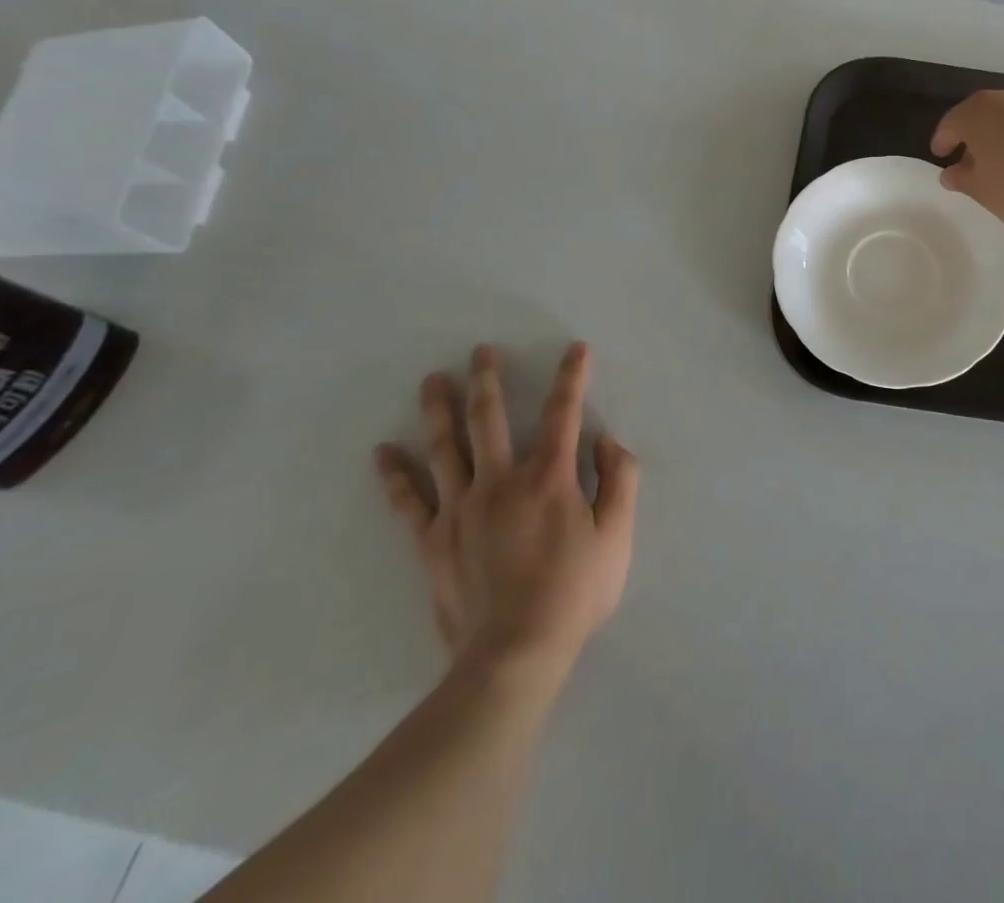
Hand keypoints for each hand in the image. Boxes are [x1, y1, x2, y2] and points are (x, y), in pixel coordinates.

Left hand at [374, 342, 637, 673]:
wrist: (515, 655)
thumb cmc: (575, 593)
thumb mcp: (618, 535)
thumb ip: (619, 480)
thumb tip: (605, 441)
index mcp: (548, 477)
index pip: (562, 413)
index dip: (572, 377)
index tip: (576, 350)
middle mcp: (500, 481)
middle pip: (488, 419)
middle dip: (487, 380)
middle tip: (480, 352)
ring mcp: (460, 510)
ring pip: (445, 448)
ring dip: (439, 410)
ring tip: (433, 380)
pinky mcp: (432, 542)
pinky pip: (409, 502)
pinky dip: (395, 476)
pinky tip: (383, 452)